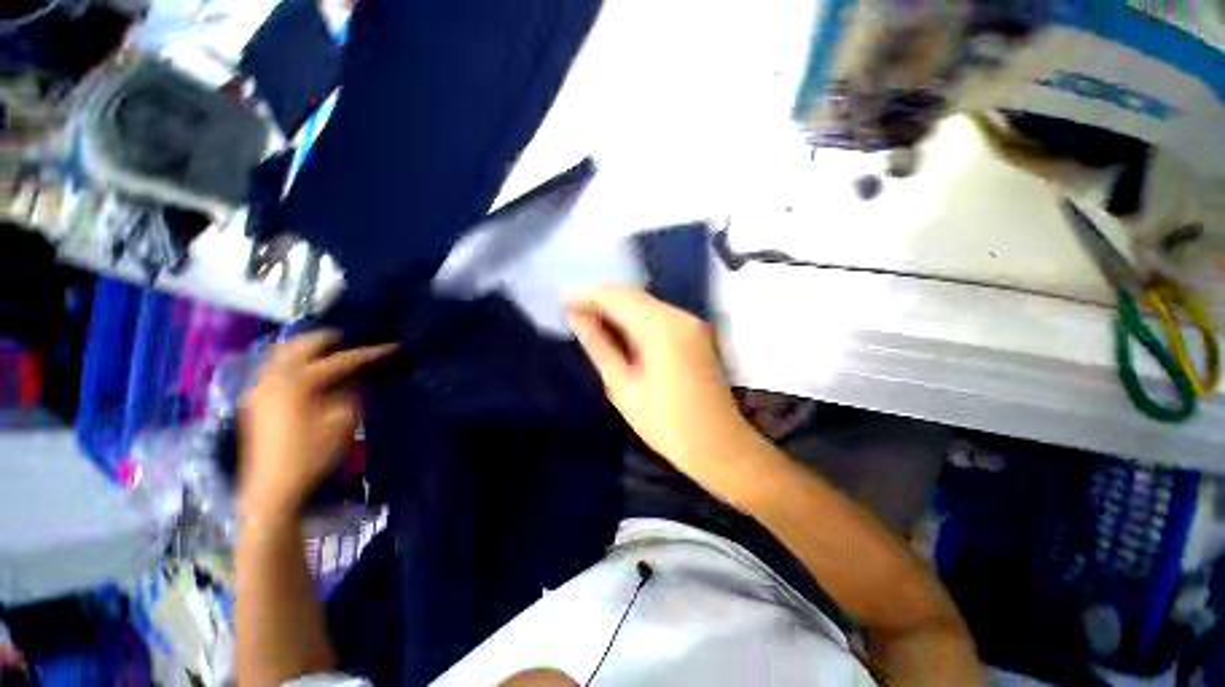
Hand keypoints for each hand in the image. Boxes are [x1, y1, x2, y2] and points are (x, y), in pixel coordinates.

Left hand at [239, 331, 395, 519]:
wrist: (273, 487)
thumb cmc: (312, 454)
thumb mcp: (343, 421)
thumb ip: (351, 391)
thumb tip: (355, 376)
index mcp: (298, 382)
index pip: (340, 360)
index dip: (368, 353)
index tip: (391, 347)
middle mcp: (273, 377)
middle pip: (299, 344)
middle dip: (327, 340)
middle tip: (351, 341)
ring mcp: (259, 388)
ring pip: (281, 353)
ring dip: (306, 349)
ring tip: (329, 353)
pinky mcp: (255, 400)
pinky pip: (274, 367)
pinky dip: (293, 361)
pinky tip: (308, 372)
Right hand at [565, 286, 754, 480]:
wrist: (719, 445)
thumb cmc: (665, 423)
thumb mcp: (622, 386)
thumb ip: (599, 345)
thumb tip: (576, 316)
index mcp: (661, 328)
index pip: (617, 297)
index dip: (587, 295)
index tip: (563, 301)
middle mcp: (680, 316)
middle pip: (634, 294)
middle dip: (601, 298)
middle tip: (574, 311)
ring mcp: (692, 322)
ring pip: (647, 302)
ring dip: (618, 306)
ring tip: (591, 320)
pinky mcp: (697, 332)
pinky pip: (659, 314)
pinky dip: (636, 317)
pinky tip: (620, 329)